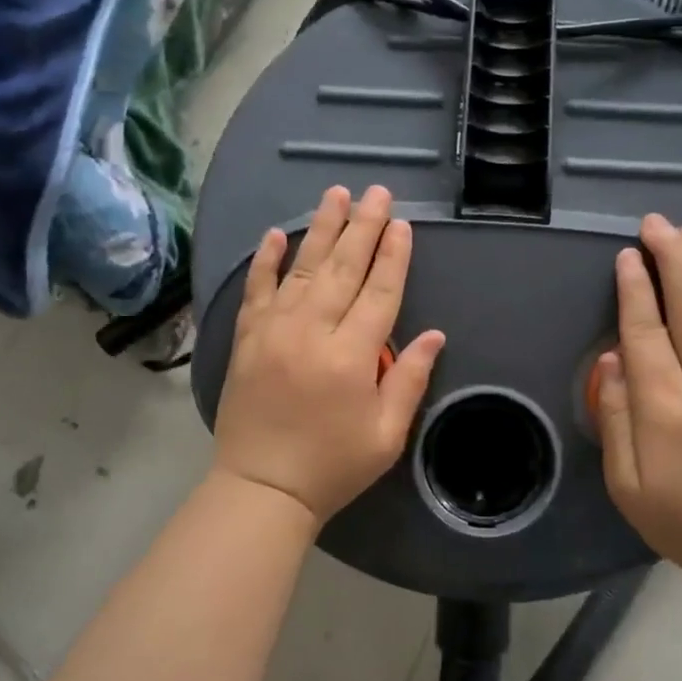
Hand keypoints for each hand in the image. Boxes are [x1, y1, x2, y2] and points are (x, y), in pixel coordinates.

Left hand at [213, 185, 445, 524]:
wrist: (262, 488)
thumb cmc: (333, 466)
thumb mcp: (386, 435)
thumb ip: (408, 379)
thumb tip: (434, 335)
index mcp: (351, 356)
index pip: (380, 292)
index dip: (394, 256)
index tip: (403, 224)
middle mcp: (312, 332)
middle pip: (343, 268)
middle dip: (364, 227)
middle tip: (377, 192)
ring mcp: (274, 331)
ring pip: (303, 268)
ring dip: (322, 228)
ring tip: (337, 194)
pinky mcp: (247, 338)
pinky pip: (257, 289)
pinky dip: (266, 259)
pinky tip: (277, 233)